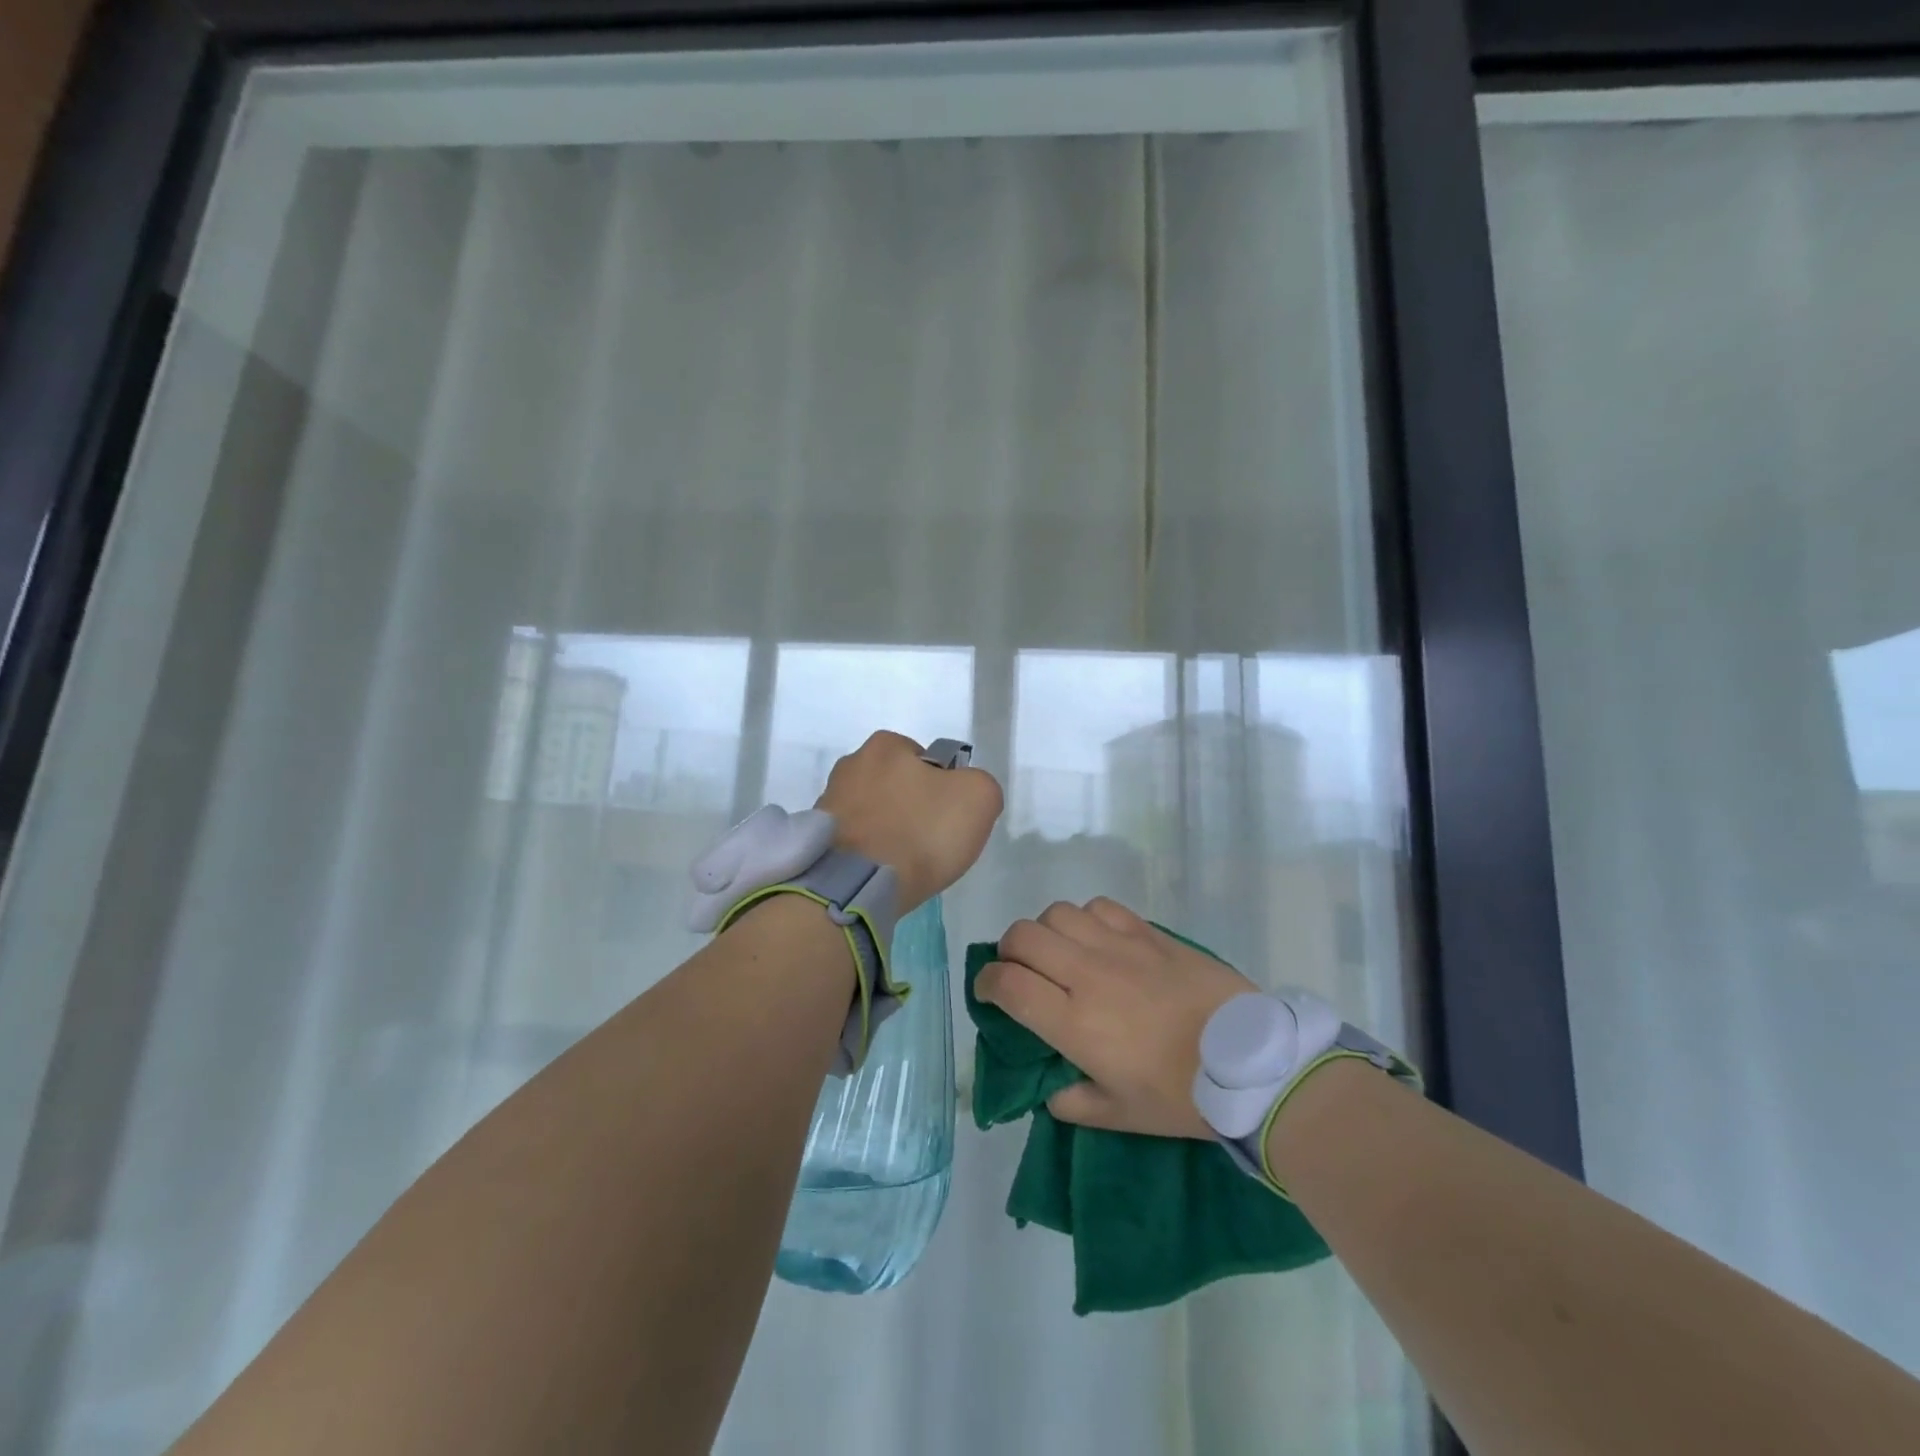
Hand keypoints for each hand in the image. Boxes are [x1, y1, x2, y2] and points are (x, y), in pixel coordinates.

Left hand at [816, 731, 1002, 912]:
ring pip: (873, 813)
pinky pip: (854, 840)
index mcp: (885, 745)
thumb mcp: (978, 798)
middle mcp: (850, 765)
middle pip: (896, 785)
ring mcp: (828, 802)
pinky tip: (879, 873)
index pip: (925, 760)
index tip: (946, 818)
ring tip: (902, 863)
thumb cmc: (920, 832)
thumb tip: (965, 794)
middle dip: (911, 808)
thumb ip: (980, 784)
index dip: (943, 788)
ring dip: (887, 831)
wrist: (856, 885)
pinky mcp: (817, 838)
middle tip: (928, 842)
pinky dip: (868, 853)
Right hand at [975, 899, 1257, 1138]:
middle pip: (1023, 936)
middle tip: (1020, 971)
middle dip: (1008, 951)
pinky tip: (1096, 939)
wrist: (1251, 1062)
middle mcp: (1087, 975)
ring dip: (1046, 932)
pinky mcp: (1148, 932)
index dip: (985, 983)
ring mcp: (1119, 947)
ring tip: (1059, 953)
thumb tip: (1050, 1089)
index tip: (988, 992)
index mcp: (1075, 1023)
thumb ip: (1074, 1102)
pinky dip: (1085, 918)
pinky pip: (1099, 907)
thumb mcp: (1121, 1116)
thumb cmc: (1182, 1096)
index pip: (1008, 984)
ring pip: (1057, 914)